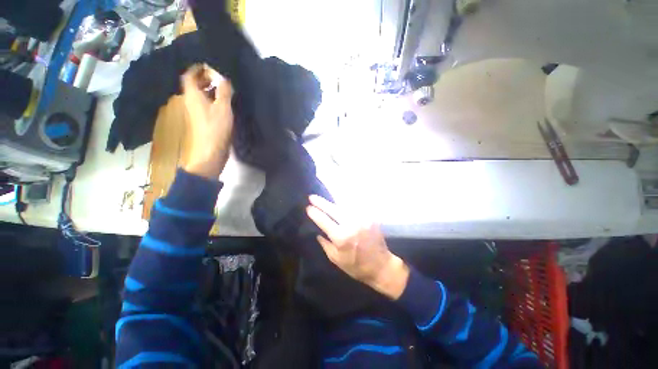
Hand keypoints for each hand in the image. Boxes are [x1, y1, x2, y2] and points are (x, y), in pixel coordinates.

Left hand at [181, 64, 233, 178]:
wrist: (211, 151)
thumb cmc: (215, 128)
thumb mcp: (223, 108)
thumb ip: (224, 92)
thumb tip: (224, 78)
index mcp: (192, 95)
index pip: (189, 76)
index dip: (197, 68)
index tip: (209, 65)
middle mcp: (191, 101)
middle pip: (193, 85)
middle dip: (204, 78)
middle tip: (218, 76)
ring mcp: (196, 112)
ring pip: (200, 95)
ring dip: (209, 89)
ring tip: (223, 88)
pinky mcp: (202, 120)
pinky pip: (204, 104)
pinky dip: (211, 99)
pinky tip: (223, 103)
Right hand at [306, 195, 409, 299]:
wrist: (381, 265)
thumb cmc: (356, 266)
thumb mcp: (336, 259)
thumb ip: (325, 244)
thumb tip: (318, 232)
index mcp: (342, 237)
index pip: (324, 220)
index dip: (315, 213)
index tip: (308, 207)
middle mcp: (352, 224)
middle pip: (333, 209)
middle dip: (321, 202)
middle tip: (312, 197)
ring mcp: (362, 219)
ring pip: (344, 205)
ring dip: (333, 202)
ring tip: (325, 200)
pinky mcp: (370, 217)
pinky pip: (355, 207)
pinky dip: (346, 205)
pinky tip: (340, 204)